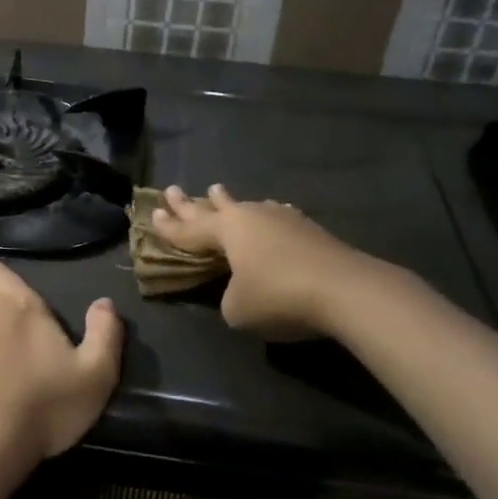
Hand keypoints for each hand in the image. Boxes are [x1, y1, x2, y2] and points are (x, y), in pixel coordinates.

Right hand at [152, 184, 366, 338]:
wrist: (344, 289)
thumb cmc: (278, 296)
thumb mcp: (237, 309)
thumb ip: (229, 297)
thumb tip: (241, 289)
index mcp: (227, 230)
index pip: (189, 230)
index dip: (169, 227)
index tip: (153, 214)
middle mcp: (251, 217)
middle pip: (214, 208)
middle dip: (191, 203)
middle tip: (173, 190)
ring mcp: (283, 219)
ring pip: (248, 208)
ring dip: (230, 204)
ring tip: (218, 192)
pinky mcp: (309, 230)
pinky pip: (275, 217)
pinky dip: (265, 217)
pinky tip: (272, 213)